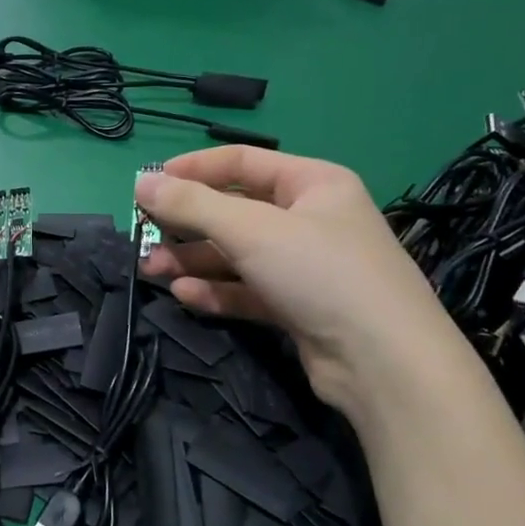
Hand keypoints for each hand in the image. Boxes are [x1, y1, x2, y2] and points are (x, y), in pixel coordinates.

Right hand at [136, 148, 455, 410]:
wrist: (383, 362)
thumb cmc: (320, 272)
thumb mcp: (251, 230)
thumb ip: (192, 205)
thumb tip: (141, 182)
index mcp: (311, 184)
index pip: (241, 162)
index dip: (192, 170)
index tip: (147, 184)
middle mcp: (309, 220)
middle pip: (234, 212)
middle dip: (186, 224)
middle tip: (144, 236)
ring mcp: (303, 266)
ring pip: (235, 255)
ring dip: (193, 261)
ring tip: (153, 271)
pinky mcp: (296, 307)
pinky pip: (246, 290)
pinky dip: (215, 291)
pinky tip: (184, 296)